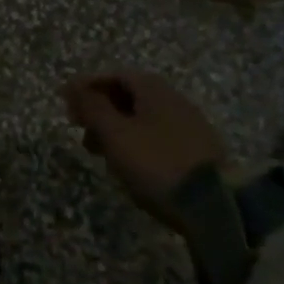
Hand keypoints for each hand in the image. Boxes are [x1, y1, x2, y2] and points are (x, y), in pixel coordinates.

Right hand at [63, 73, 228, 222]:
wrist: (218, 207)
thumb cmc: (157, 163)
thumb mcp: (116, 134)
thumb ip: (91, 107)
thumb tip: (72, 84)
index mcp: (152, 87)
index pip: (112, 76)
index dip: (86, 88)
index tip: (65, 106)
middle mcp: (173, 97)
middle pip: (128, 95)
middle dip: (100, 110)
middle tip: (81, 133)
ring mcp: (190, 124)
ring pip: (143, 118)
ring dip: (117, 129)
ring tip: (104, 155)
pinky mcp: (200, 151)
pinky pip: (159, 136)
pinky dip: (138, 143)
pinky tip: (133, 166)